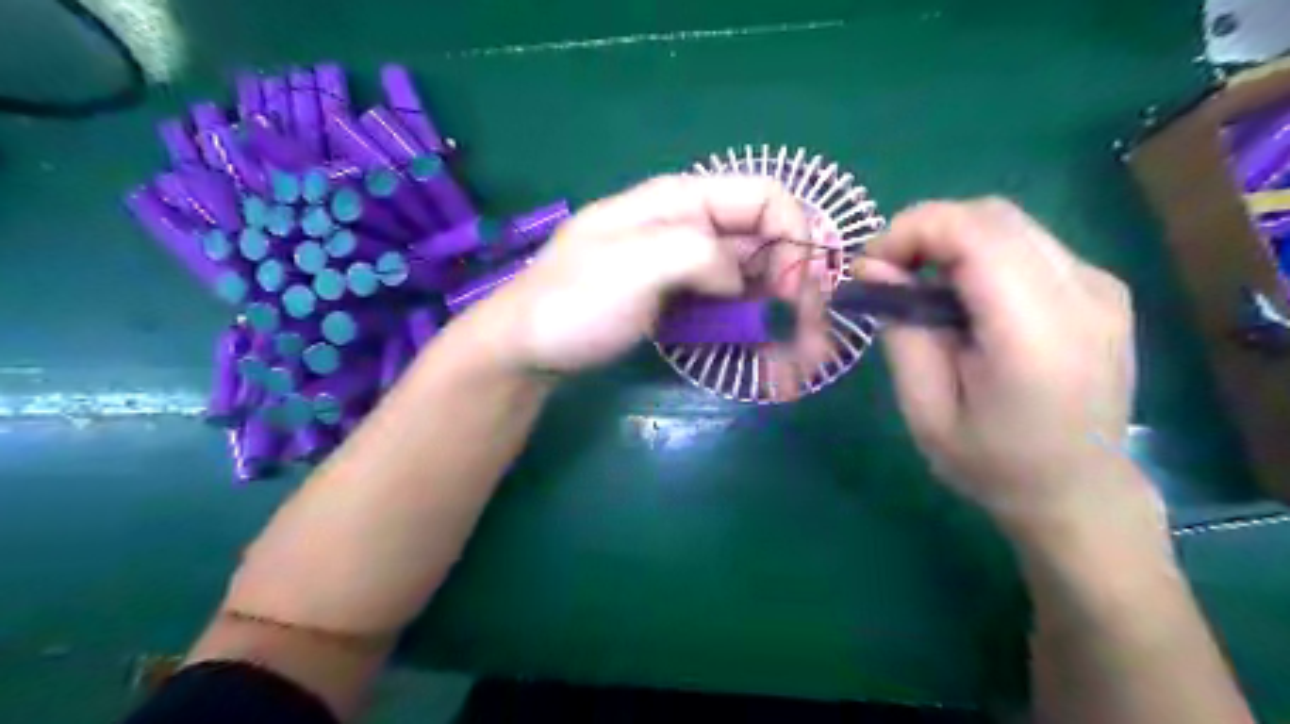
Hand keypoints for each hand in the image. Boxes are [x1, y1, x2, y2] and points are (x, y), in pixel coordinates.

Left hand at [489, 173, 830, 392]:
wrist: (527, 348)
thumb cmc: (573, 301)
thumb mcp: (632, 265)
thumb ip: (698, 254)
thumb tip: (740, 277)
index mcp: (682, 201)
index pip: (765, 198)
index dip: (795, 239)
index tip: (799, 294)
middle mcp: (693, 229)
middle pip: (768, 246)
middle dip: (798, 293)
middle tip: (811, 346)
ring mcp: (688, 270)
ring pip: (756, 285)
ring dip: (783, 324)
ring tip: (796, 370)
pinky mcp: (682, 304)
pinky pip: (731, 313)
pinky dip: (754, 338)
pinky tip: (768, 369)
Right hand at [854, 200, 1160, 532]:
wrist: (1079, 492)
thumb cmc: (992, 464)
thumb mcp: (925, 411)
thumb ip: (901, 331)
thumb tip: (873, 269)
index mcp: (1035, 334)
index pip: (975, 233)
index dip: (912, 230)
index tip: (869, 265)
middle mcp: (1081, 294)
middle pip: (992, 216)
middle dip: (925, 230)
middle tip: (886, 273)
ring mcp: (1100, 286)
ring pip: (1009, 223)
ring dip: (950, 240)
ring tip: (918, 285)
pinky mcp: (1101, 288)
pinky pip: (1027, 245)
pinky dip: (979, 254)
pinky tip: (961, 297)